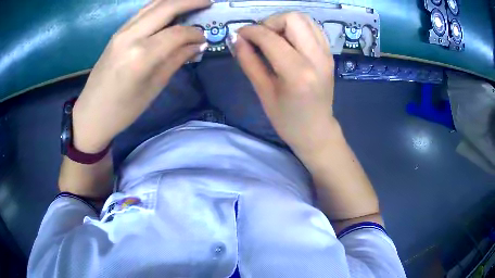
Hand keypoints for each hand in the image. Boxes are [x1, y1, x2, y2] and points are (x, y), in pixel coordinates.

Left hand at [72, 0, 210, 152]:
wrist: (91, 114)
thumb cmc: (123, 110)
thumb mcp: (153, 88)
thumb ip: (176, 60)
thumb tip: (197, 45)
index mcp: (141, 55)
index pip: (177, 33)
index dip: (195, 33)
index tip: (204, 38)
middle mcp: (131, 36)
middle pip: (166, 7)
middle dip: (190, 1)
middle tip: (208, 2)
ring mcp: (121, 32)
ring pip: (153, 5)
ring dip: (175, 0)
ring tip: (192, 2)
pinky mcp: (117, 33)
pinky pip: (142, 12)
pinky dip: (159, 7)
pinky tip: (169, 10)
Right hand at [234, 12, 334, 154]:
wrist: (317, 131)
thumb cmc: (287, 119)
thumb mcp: (263, 92)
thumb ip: (248, 61)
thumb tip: (236, 38)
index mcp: (297, 73)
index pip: (270, 37)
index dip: (250, 31)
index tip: (239, 35)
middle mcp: (316, 58)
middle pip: (293, 18)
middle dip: (271, 22)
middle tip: (261, 38)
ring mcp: (326, 54)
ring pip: (305, 19)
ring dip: (285, 23)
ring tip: (275, 39)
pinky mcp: (329, 54)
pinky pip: (313, 28)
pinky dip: (298, 28)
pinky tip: (289, 42)